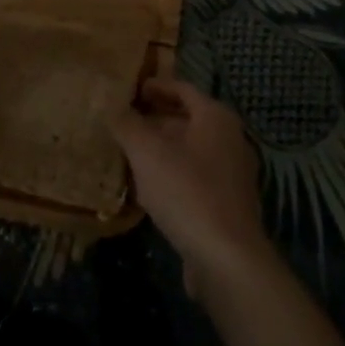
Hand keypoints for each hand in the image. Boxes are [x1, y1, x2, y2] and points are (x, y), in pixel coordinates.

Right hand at [112, 78, 269, 295]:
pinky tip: (148, 186)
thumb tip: (112, 105)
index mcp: (216, 117)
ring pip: (190, 149)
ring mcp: (232, 173)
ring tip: (129, 151)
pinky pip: (195, 176)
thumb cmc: (187, 192)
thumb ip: (127, 124)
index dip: (155, 86)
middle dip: (155, 118)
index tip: (130, 89)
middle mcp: (230, 139)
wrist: (226, 259)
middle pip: (188, 118)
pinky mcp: (228, 203)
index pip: (182, 88)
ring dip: (161, 147)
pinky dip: (172, 172)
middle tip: (123, 120)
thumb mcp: (147, 152)